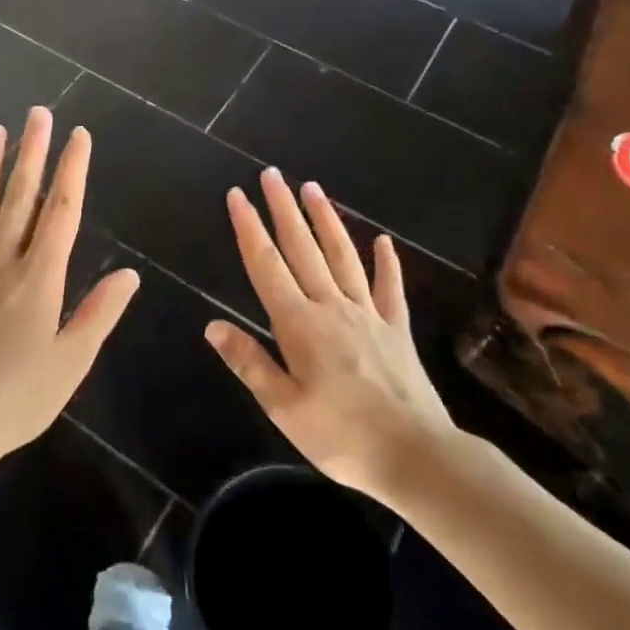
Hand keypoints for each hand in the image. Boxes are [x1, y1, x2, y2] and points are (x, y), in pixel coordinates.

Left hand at [0, 107, 139, 479]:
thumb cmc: (14, 401)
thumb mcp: (70, 364)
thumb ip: (98, 314)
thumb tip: (129, 273)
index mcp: (38, 280)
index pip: (61, 213)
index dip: (72, 171)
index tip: (79, 135)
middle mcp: (0, 265)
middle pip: (19, 199)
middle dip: (31, 154)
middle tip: (37, 113)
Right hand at [205, 169, 456, 504]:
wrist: (417, 456)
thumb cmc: (341, 436)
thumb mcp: (283, 408)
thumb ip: (249, 362)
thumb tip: (212, 325)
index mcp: (300, 324)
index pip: (266, 266)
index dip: (249, 229)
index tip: (238, 196)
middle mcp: (332, 307)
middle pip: (303, 248)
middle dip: (284, 209)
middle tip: (272, 174)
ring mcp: (368, 314)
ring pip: (343, 256)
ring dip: (326, 220)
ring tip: (312, 188)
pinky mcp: (397, 329)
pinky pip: (390, 288)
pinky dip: (386, 263)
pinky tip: (383, 242)